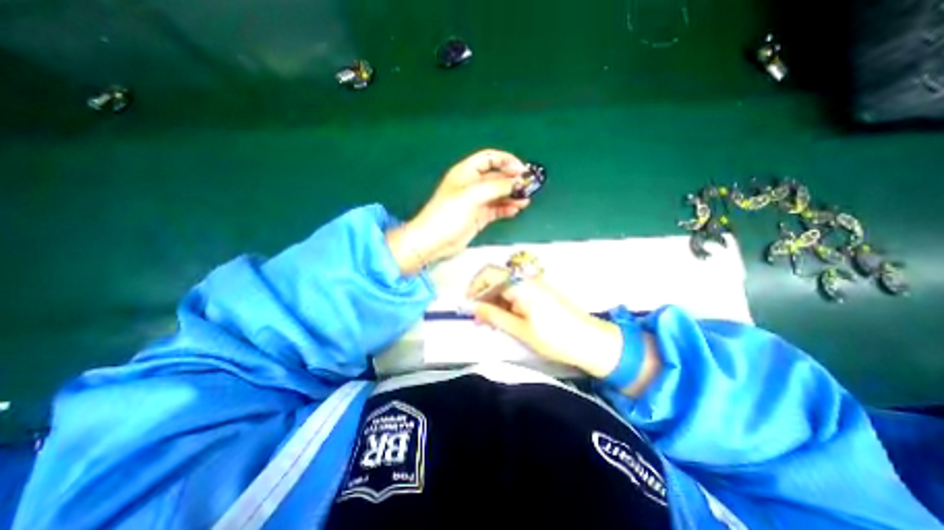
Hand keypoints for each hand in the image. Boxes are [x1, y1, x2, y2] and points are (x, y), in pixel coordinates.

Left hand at [385, 149, 528, 273]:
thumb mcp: (472, 196)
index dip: (506, 161)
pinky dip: (507, 209)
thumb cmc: (449, 214)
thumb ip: (496, 187)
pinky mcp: (479, 217)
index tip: (522, 170)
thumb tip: (517, 183)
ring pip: (499, 194)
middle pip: (496, 177)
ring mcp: (476, 202)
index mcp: (466, 173)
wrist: (434, 241)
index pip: (489, 159)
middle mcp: (472, 185)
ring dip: (512, 196)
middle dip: (512, 180)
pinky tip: (516, 210)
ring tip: (525, 201)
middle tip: (528, 187)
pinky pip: (497, 209)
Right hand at [469, 267, 624, 378]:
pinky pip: (516, 291)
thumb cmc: (554, 337)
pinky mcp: (540, 292)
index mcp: (520, 284)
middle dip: (483, 295)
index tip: (468, 304)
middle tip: (477, 317)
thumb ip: (494, 315)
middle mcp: (526, 278)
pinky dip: (506, 302)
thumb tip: (473, 307)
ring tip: (489, 321)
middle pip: (496, 278)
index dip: (474, 286)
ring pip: (505, 285)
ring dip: (494, 299)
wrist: (590, 340)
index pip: (488, 273)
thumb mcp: (520, 329)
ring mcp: (534, 284)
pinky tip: (504, 317)